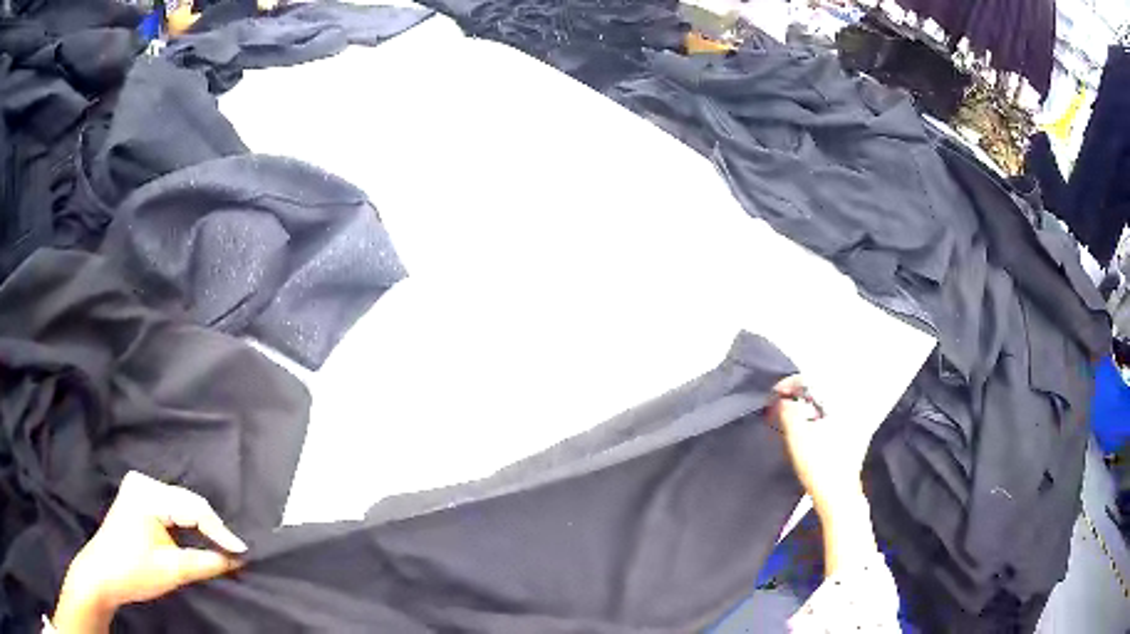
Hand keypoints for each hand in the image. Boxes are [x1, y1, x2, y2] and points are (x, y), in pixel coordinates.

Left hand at [53, 472, 245, 632]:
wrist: (104, 573)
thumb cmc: (134, 571)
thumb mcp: (173, 570)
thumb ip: (206, 563)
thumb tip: (236, 560)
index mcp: (147, 493)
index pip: (193, 508)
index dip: (220, 531)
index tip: (244, 552)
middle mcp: (143, 481)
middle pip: (187, 502)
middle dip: (211, 527)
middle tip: (235, 550)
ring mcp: (138, 487)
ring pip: (180, 503)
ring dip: (200, 524)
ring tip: (222, 543)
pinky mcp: (137, 497)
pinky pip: (170, 506)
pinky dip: (186, 522)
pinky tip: (199, 535)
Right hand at [771, 376, 880, 575]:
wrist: (838, 498)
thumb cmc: (820, 467)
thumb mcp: (797, 436)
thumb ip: (788, 411)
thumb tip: (782, 399)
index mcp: (841, 402)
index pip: (814, 380)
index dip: (790, 384)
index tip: (775, 394)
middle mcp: (851, 408)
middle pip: (821, 391)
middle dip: (798, 396)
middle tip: (780, 406)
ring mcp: (854, 424)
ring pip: (826, 406)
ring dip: (806, 409)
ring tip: (789, 420)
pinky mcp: (852, 438)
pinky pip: (831, 419)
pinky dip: (816, 420)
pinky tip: (805, 433)